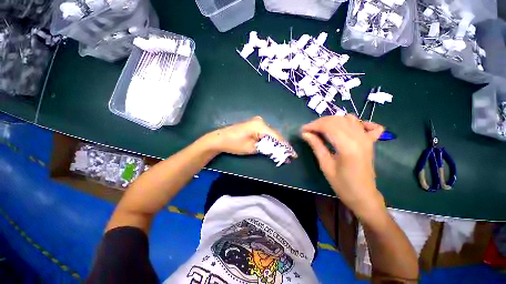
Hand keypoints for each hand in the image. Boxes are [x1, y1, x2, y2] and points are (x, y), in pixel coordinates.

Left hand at [205, 116, 285, 154]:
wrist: (220, 139)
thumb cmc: (235, 144)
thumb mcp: (252, 148)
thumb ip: (266, 148)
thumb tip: (278, 151)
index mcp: (260, 126)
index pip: (277, 137)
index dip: (285, 146)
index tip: (293, 154)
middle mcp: (260, 121)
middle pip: (274, 134)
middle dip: (281, 144)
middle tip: (288, 154)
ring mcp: (256, 122)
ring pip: (270, 133)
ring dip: (275, 142)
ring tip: (282, 151)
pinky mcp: (253, 125)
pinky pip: (265, 132)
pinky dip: (269, 139)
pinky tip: (273, 145)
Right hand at [301, 115, 385, 220]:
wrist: (363, 196)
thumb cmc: (342, 184)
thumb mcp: (325, 165)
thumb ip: (316, 146)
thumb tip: (305, 133)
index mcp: (348, 146)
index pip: (328, 126)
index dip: (313, 125)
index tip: (303, 130)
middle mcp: (359, 138)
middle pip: (337, 120)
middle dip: (320, 122)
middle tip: (310, 130)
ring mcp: (367, 139)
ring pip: (349, 119)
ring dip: (334, 121)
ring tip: (323, 129)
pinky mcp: (371, 142)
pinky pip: (369, 125)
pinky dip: (359, 123)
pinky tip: (349, 128)